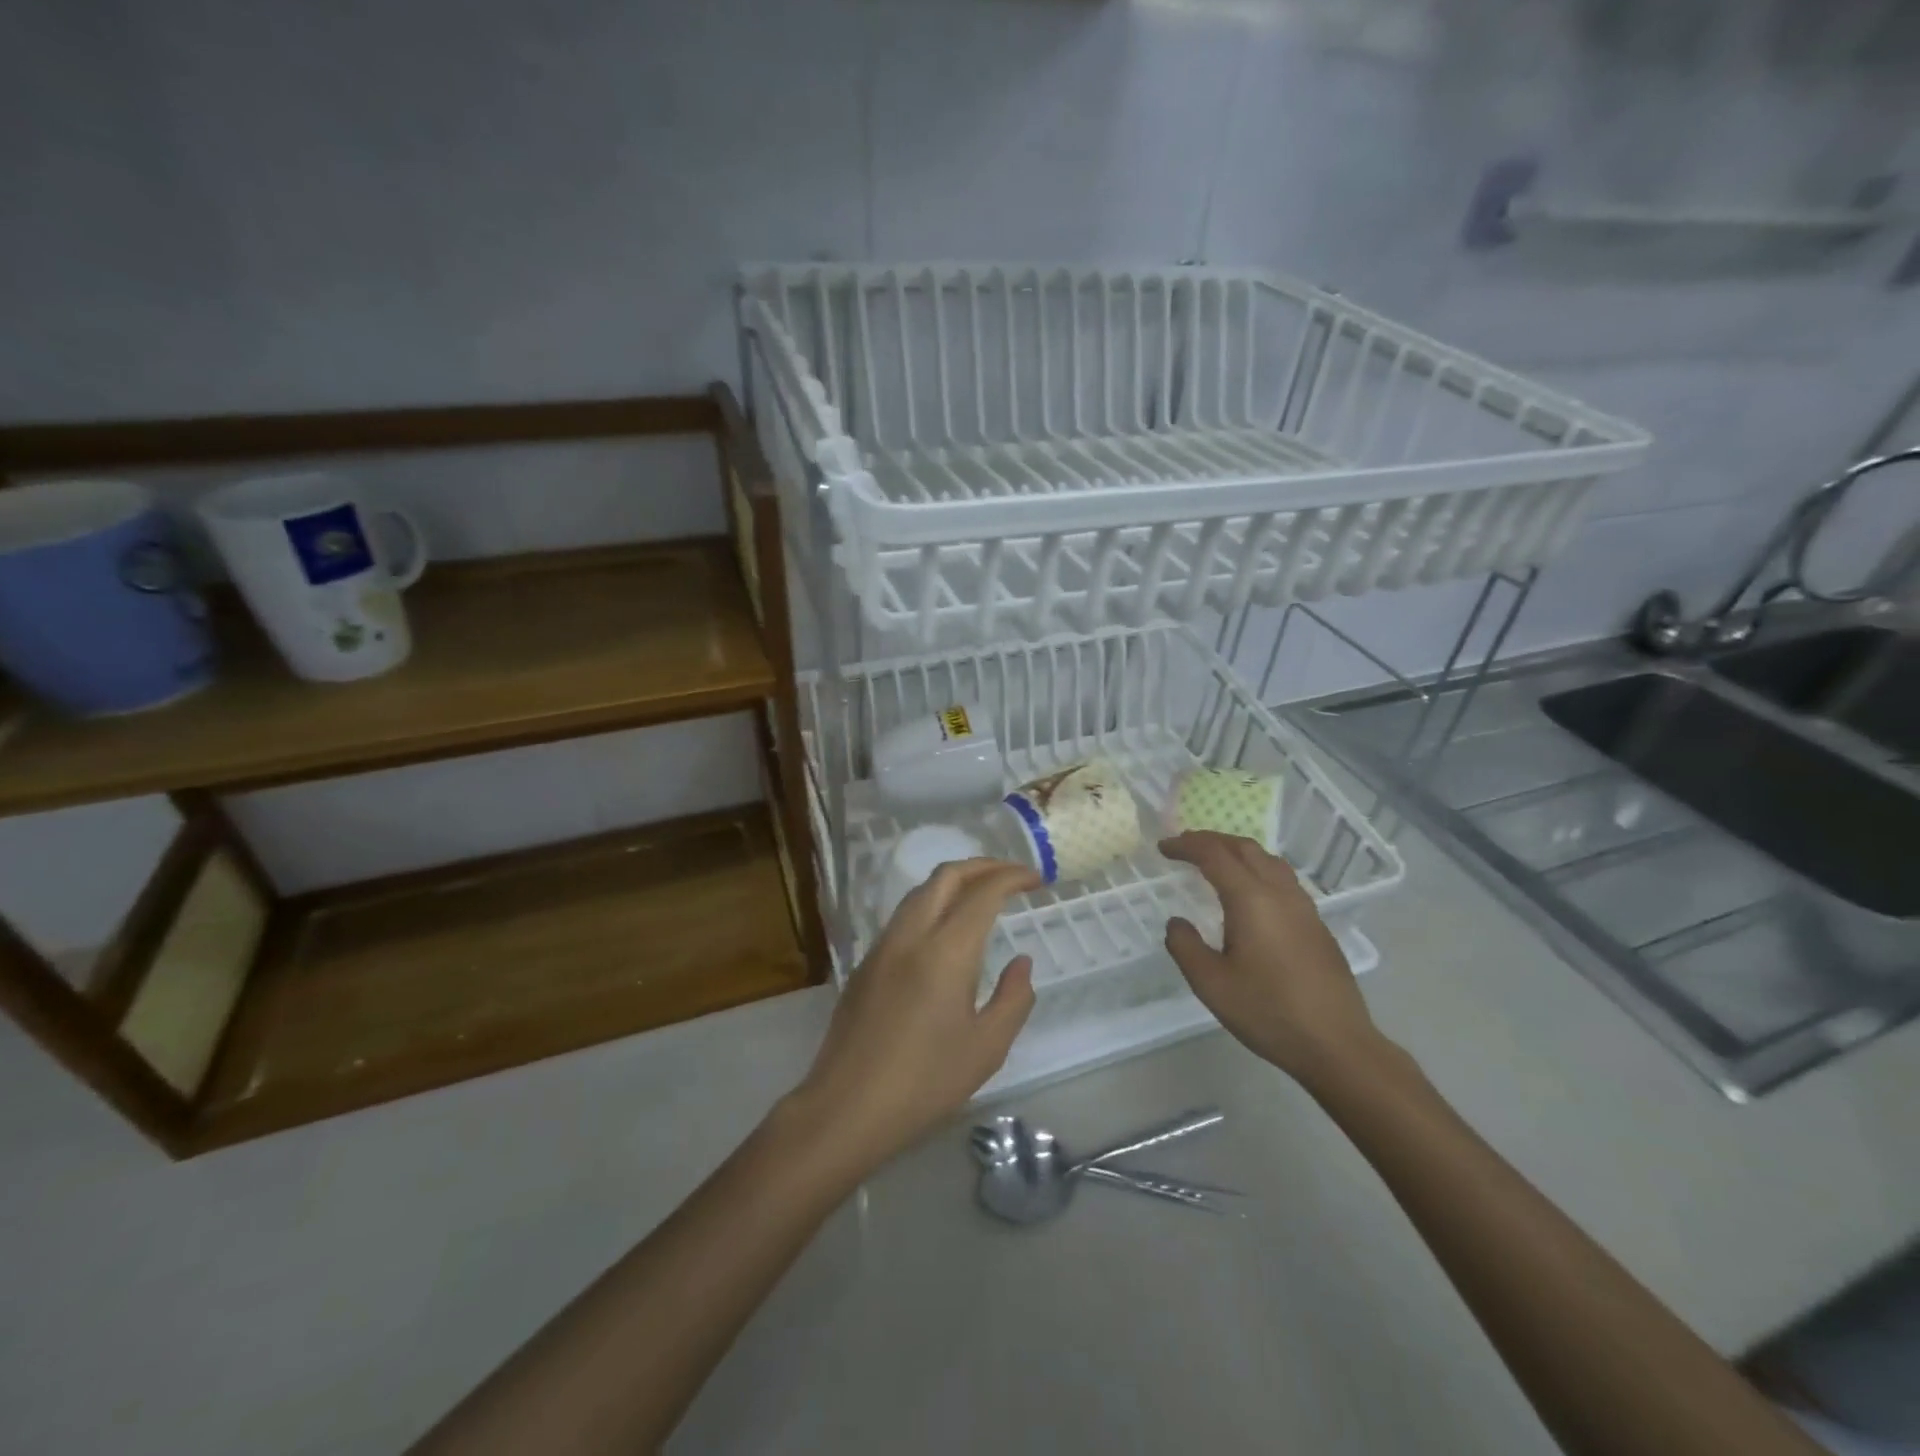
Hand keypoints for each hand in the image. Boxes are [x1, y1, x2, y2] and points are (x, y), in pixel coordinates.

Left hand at [789, 858, 1040, 1174]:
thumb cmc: (925, 1082)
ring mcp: (882, 946)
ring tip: (982, 896)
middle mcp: (911, 935)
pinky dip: (932, 903)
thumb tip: (1022, 962)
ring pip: (920, 891)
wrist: (846, 1108)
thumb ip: (1013, 998)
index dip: (1013, 877)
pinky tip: (945, 930)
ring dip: (954, 882)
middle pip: (946, 876)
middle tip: (1013, 877)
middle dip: (983, 866)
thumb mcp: (986, 1048)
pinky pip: (903, 915)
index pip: (983, 892)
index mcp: (946, 951)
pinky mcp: (865, 963)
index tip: (1037, 880)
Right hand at [1160, 831, 1385, 1086]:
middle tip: (1185, 847)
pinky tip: (1250, 894)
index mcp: (1251, 899)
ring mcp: (1304, 908)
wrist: (1337, 1045)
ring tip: (1215, 863)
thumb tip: (1177, 923)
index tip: (1163, 848)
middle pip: (1244, 848)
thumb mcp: (1211, 984)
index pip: (1214, 855)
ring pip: (1268, 860)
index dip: (1186, 846)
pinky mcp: (1317, 925)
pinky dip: (1256, 870)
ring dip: (1237, 852)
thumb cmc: (1269, 1012)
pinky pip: (1282, 879)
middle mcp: (1280, 893)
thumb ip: (1185, 946)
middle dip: (1211, 840)